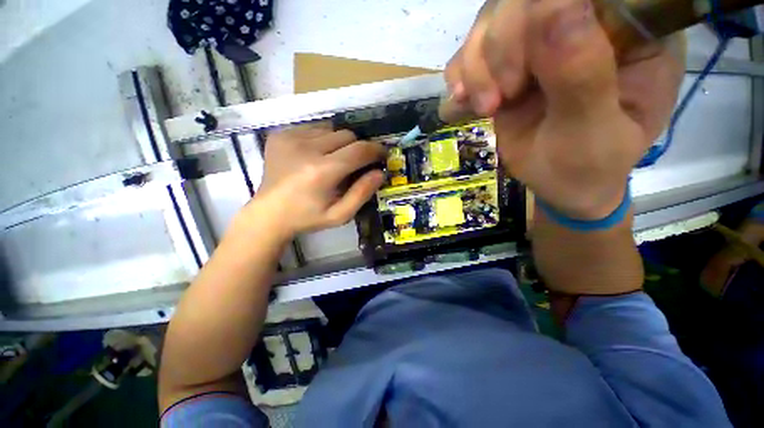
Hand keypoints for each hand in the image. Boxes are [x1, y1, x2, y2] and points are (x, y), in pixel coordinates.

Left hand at [251, 125, 384, 236]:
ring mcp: (290, 138)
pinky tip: (315, 155)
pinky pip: (313, 128)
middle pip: (347, 135)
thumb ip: (362, 193)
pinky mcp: (280, 135)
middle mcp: (306, 149)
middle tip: (355, 164)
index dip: (375, 150)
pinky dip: (322, 139)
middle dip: (357, 148)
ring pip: (331, 129)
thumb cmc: (308, 217)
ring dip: (339, 143)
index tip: (382, 155)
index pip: (359, 150)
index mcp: (322, 172)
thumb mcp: (340, 215)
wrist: (268, 213)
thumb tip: (380, 172)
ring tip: (333, 160)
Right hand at [446, 0, 683, 218]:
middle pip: (523, 0)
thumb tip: (555, 7)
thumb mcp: (593, 133)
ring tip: (485, 107)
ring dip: (475, 67)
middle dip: (499, 49)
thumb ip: (582, 76)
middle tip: (499, 100)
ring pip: (491, 20)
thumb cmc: (588, 167)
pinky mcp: (511, 64)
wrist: (561, 184)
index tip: (520, 75)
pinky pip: (471, 51)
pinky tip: (463, 102)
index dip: (541, 13)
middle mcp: (587, 21)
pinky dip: (460, 76)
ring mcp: (542, 41)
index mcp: (633, 30)